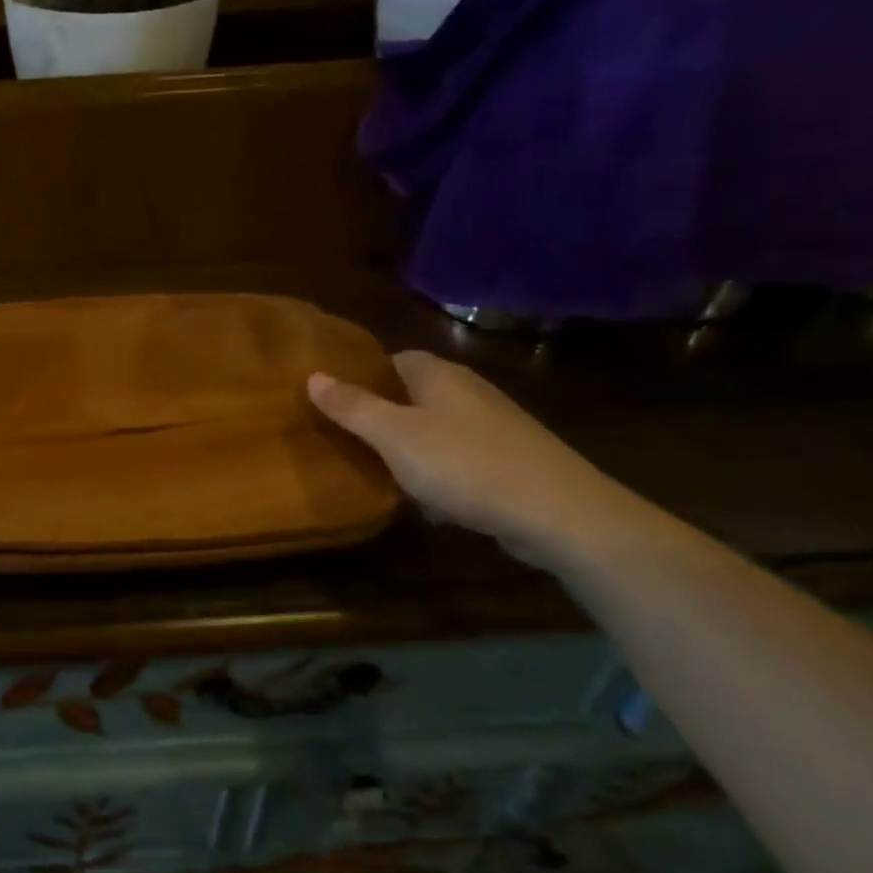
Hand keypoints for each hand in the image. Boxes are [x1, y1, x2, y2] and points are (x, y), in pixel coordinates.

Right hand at [308, 351, 640, 569]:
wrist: (560, 513)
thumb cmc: (465, 464)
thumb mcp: (394, 435)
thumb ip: (352, 406)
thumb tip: (312, 375)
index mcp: (439, 375)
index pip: (392, 359)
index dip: (361, 375)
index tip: (331, 397)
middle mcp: (468, 391)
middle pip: (412, 393)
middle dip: (381, 412)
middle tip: (343, 435)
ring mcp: (494, 426)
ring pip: (436, 427)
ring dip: (408, 445)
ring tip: (375, 467)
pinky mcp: (511, 461)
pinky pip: (459, 457)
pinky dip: (438, 470)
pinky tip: (426, 498)